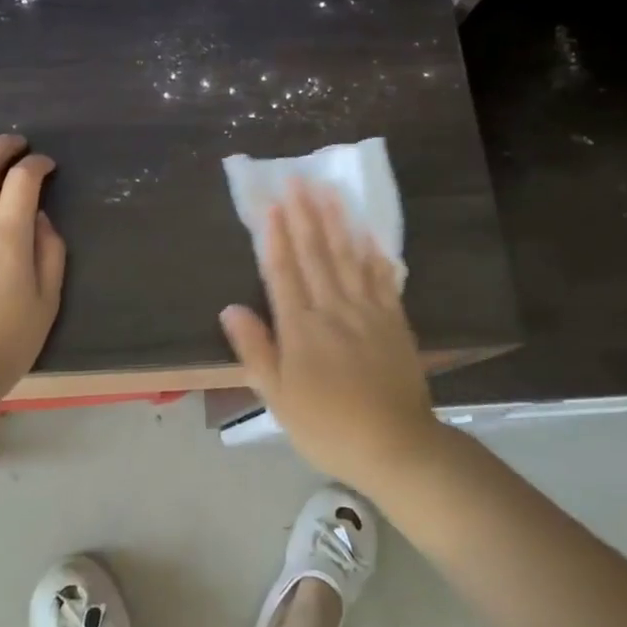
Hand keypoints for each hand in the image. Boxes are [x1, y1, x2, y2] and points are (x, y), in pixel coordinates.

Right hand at [218, 180, 439, 490]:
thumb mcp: (278, 398)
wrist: (395, 446)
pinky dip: (373, 252)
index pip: (284, 272)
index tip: (271, 204)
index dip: (276, 236)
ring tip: (329, 190)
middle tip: (298, 179)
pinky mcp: (395, 321)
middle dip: (305, 215)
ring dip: (337, 222)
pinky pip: (382, 278)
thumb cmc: (328, 427)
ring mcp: (368, 312)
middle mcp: (333, 310)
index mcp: (301, 329)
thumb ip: (255, 350)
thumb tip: (230, 308)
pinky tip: (367, 231)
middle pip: (316, 255)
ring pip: (349, 257)